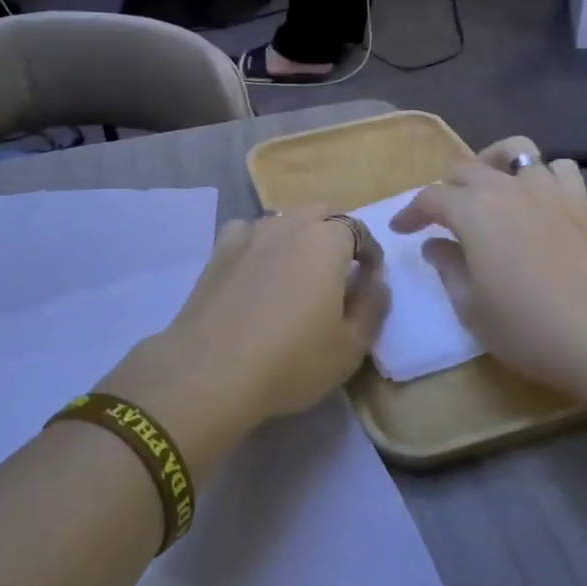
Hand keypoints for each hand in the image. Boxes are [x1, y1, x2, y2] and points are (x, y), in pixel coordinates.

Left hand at [98, 211, 386, 471]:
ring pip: (284, 220)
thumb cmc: (291, 361)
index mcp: (327, 241)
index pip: (359, 231)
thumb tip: (376, 281)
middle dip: (336, 235)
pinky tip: (257, 269)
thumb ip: (373, 306)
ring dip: (299, 236)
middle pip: (321, 214)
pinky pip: (248, 232)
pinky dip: (260, 243)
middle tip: (338, 272)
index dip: (370, 254)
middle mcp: (289, 225)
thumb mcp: (351, 346)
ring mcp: (249, 233)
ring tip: (298, 270)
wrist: (210, 371)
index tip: (370, 279)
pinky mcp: (219, 250)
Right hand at [391, 140, 586, 395]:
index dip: (410, 213)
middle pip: (466, 168)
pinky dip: (543, 176)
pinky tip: (539, 199)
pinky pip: (558, 169)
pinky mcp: (581, 203)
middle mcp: (506, 189)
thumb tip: (436, 244)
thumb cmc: (530, 327)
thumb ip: (448, 268)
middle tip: (441, 218)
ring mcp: (548, 191)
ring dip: (494, 167)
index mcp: (472, 211)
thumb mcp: (471, 308)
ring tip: (489, 192)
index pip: (429, 198)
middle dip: (446, 189)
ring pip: (514, 152)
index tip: (400, 230)